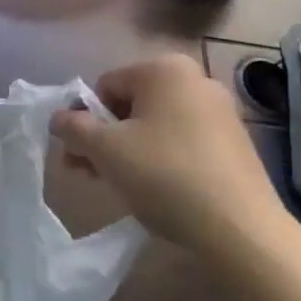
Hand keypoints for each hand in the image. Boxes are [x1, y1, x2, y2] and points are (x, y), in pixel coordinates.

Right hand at [50, 54, 288, 254]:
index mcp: (164, 69)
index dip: (86, 121)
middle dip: (106, 137)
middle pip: (131, 104)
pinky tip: (159, 192)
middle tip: (91, 174)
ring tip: (120, 187)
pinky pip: (184, 141)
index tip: (79, 156)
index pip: (105, 86)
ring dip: (131, 150)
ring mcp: (220, 111)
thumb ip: (73, 127)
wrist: (242, 231)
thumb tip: (58, 117)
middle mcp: (195, 79)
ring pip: (157, 125)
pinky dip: (163, 159)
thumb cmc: (166, 176)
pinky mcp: (236, 143)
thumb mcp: (106, 150)